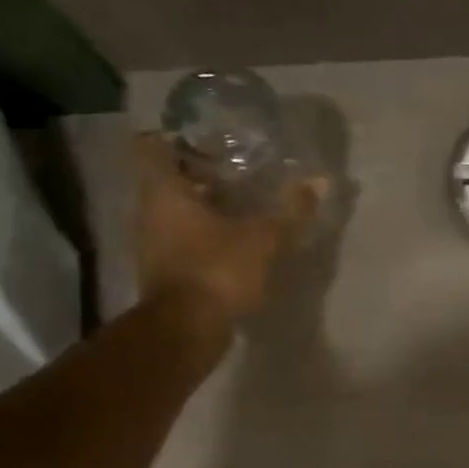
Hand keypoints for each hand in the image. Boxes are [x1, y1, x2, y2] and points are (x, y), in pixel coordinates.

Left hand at [133, 134, 315, 325]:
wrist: (186, 329)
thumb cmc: (217, 269)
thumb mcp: (263, 238)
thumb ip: (290, 210)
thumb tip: (318, 181)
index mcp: (164, 191)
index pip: (155, 146)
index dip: (180, 138)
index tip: (210, 139)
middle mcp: (149, 210)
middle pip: (168, 178)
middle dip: (199, 172)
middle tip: (236, 169)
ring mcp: (153, 242)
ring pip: (175, 210)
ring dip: (203, 205)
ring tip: (242, 204)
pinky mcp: (165, 269)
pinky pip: (182, 238)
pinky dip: (204, 233)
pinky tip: (234, 239)